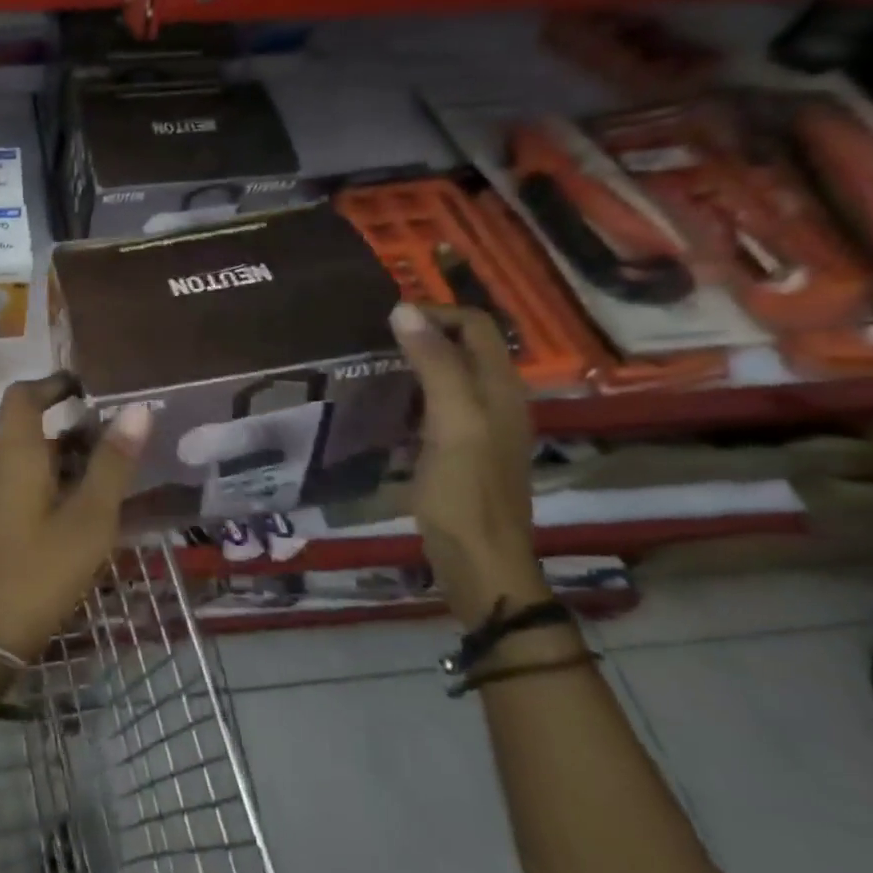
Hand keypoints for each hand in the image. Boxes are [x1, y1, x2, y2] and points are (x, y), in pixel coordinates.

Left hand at [0, 374, 151, 660]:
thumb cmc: (39, 570)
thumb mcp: (89, 517)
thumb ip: (113, 463)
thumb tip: (138, 408)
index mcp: (16, 452)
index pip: (24, 395)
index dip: (55, 382)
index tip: (94, 385)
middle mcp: (0, 464)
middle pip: (31, 423)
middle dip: (73, 420)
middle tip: (122, 428)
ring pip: (33, 455)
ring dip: (70, 452)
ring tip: (118, 463)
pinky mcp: (0, 520)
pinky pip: (30, 481)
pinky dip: (60, 479)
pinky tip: (93, 503)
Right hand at [389, 303, 544, 628]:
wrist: (479, 562)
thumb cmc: (465, 492)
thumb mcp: (451, 421)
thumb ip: (434, 364)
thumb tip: (403, 309)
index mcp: (501, 388)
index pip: (475, 325)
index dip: (435, 312)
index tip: (385, 319)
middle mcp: (496, 400)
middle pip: (463, 346)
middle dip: (423, 332)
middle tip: (372, 338)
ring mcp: (479, 427)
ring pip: (449, 374)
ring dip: (415, 361)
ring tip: (370, 364)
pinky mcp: (460, 450)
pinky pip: (437, 404)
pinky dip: (411, 392)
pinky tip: (383, 404)